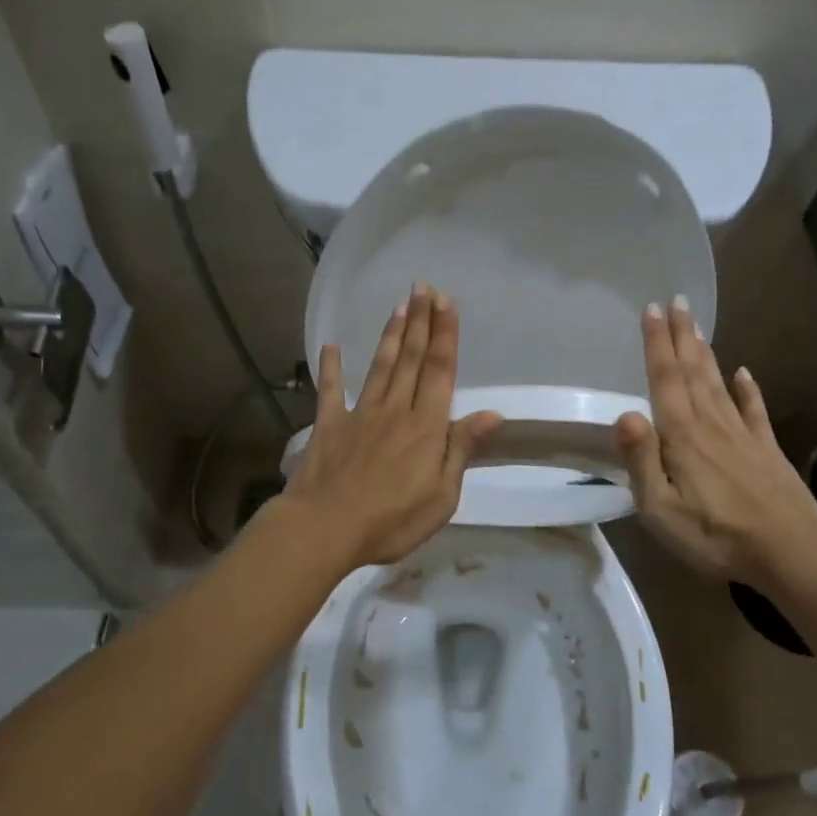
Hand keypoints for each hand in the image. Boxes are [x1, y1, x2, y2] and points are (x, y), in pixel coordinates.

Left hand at [285, 283, 502, 570]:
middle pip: (412, 359)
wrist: (325, 528)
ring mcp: (359, 415)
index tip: (447, 302)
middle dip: (420, 321)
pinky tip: (332, 347)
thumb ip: (461, 449)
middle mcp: (395, 410)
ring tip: (399, 306)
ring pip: (380, 367)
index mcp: (426, 427)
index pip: (440, 371)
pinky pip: (331, 391)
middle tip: (423, 287)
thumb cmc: (391, 521)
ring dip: (391, 336)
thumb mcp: (442, 496)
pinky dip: (331, 368)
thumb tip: (491, 414)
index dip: (445, 335)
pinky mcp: (328, 426)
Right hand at [614, 298, 816, 587]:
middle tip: (676, 301)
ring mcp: (743, 435)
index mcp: (682, 436)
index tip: (652, 309)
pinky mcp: (767, 450)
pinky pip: (754, 410)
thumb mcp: (661, 509)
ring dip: (706, 352)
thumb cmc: (714, 536)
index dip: (657, 344)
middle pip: (693, 371)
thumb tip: (623, 413)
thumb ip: (641, 460)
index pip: (665, 379)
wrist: (791, 553)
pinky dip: (749, 389)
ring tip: (697, 325)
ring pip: (719, 383)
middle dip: (682, 335)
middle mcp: (711, 424)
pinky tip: (745, 372)